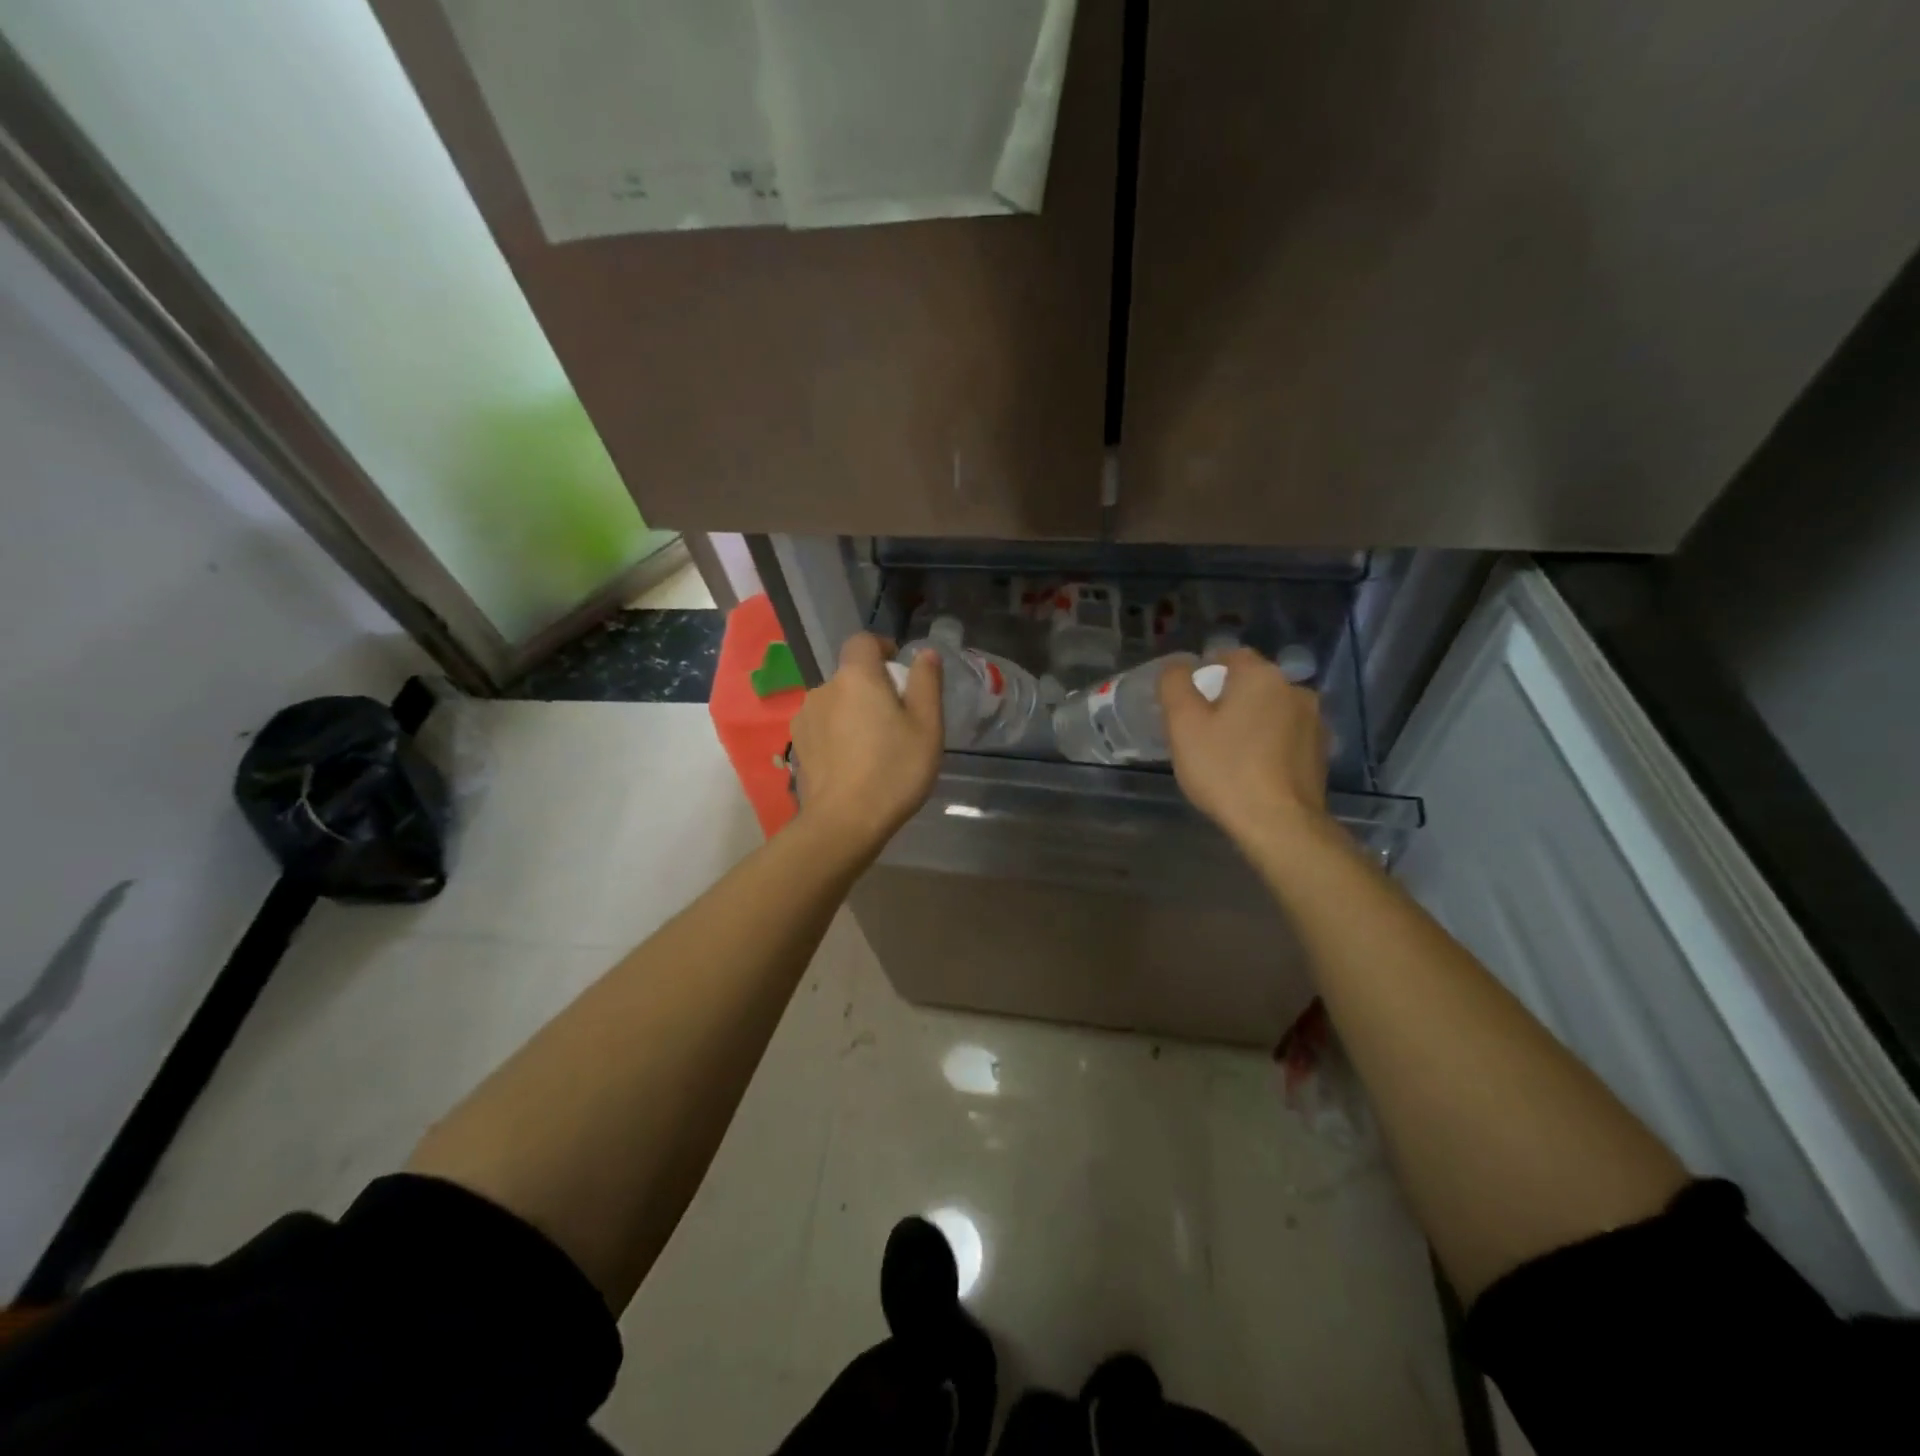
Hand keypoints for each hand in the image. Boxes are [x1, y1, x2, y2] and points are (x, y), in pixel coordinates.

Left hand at [791, 634, 943, 852]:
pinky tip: (853, 764)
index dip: (882, 647)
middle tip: (896, 720)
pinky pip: (823, 728)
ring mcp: (805, 719)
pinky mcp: (798, 747)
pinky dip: (838, 736)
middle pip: (850, 676)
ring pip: (835, 703)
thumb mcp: (927, 726)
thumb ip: (926, 683)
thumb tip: (924, 653)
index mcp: (856, 677)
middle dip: (871, 688)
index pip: (862, 641)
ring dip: (853, 713)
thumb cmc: (894, 770)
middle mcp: (823, 689)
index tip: (899, 671)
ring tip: (873, 747)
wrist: (843, 823)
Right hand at [1159, 648, 1332, 847]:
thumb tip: (1179, 667)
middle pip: (1252, 684)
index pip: (1229, 656)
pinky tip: (1253, 769)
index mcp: (1261, 676)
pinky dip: (1269, 743)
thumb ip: (1175, 685)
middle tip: (1202, 731)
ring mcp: (1314, 721)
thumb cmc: (1225, 769)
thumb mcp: (1183, 724)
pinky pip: (1286, 736)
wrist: (1279, 824)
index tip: (1188, 704)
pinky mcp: (1321, 751)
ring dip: (1251, 722)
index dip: (1205, 674)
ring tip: (1228, 753)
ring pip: (1271, 710)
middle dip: (1228, 699)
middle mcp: (1295, 689)